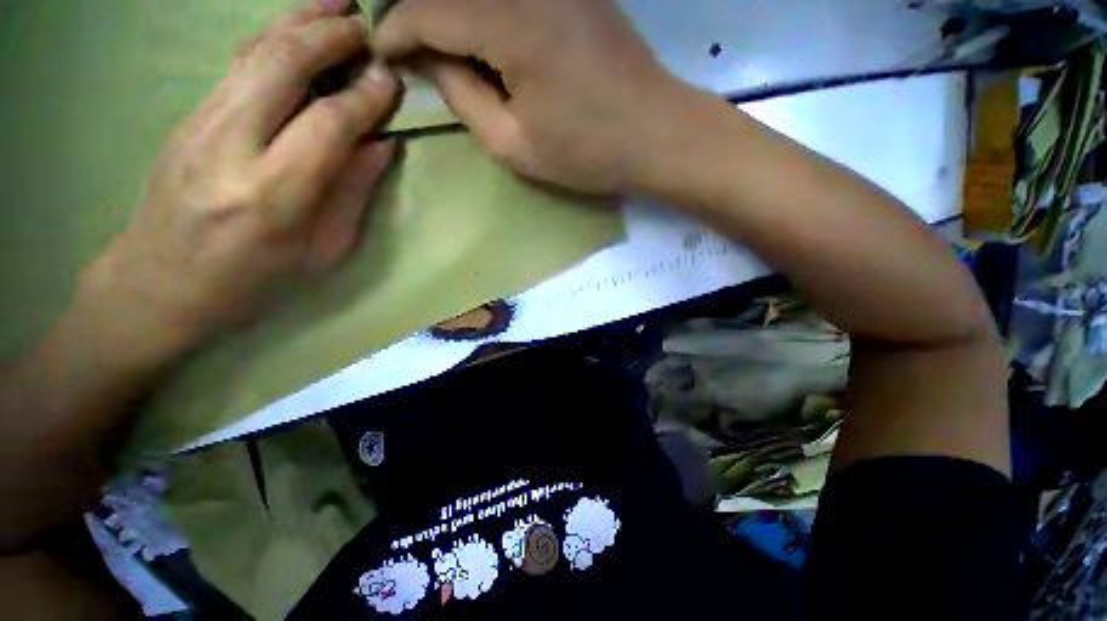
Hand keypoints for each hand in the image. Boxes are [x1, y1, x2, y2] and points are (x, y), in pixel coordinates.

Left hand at [81, 0, 398, 353]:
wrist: (159, 282)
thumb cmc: (254, 279)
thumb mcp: (322, 251)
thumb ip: (352, 194)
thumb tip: (381, 145)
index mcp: (274, 194)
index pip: (329, 124)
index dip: (367, 97)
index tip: (393, 81)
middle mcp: (230, 147)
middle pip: (283, 67)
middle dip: (330, 37)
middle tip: (367, 27)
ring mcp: (199, 124)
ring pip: (254, 53)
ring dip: (299, 22)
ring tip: (336, 4)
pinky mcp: (187, 116)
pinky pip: (236, 64)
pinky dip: (271, 37)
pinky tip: (295, 28)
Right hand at [372, 0, 690, 193]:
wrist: (655, 134)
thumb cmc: (587, 152)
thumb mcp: (514, 144)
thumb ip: (463, 98)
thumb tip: (431, 61)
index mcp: (509, 22)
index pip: (426, 10)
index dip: (395, 31)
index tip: (381, 53)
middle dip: (416, 10)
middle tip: (404, 44)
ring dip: (450, 8)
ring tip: (439, 43)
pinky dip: (484, 7)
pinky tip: (481, 34)